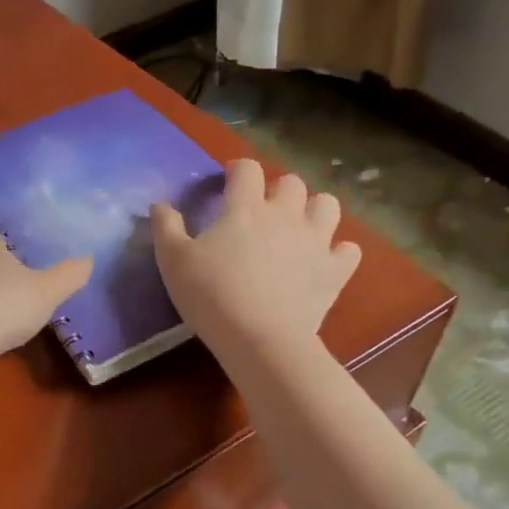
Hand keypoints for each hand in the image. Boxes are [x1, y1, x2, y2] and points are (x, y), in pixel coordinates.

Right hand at [151, 159, 360, 361]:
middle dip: (276, 189)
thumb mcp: (172, 260)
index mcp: (245, 207)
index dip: (237, 170)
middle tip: (260, 209)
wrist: (260, 340)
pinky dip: (337, 250)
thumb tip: (160, 204)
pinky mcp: (335, 271)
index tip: (226, 182)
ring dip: (312, 209)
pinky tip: (322, 260)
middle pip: (291, 182)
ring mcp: (316, 241)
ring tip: (296, 226)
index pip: (246, 169)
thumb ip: (165, 226)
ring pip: (327, 205)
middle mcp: (285, 215)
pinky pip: (348, 250)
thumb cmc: (211, 295)